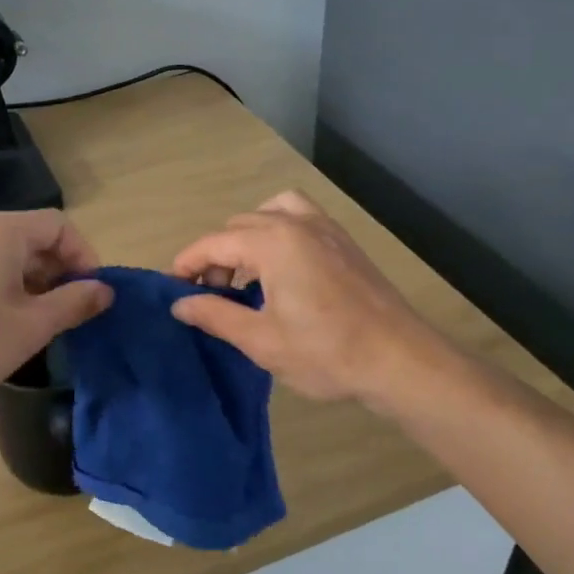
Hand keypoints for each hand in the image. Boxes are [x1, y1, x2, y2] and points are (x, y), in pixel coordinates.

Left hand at [0, 210, 112, 399]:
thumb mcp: (32, 325)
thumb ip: (74, 303)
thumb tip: (105, 290)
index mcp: (3, 231)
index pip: (59, 225)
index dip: (83, 255)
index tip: (90, 292)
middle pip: (32, 237)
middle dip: (57, 270)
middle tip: (66, 310)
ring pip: (5, 254)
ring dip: (30, 280)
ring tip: (34, 320)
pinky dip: (1, 284)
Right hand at [170, 190, 450, 404]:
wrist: (400, 360)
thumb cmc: (326, 352)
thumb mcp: (261, 340)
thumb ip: (215, 314)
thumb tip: (179, 304)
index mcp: (272, 242)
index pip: (213, 243)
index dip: (187, 264)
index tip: (173, 289)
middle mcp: (295, 223)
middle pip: (238, 226)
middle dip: (216, 256)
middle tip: (212, 296)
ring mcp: (324, 228)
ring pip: (269, 213)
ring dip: (247, 238)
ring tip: (246, 276)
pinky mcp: (343, 241)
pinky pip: (299, 217)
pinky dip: (278, 230)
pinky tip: (281, 268)